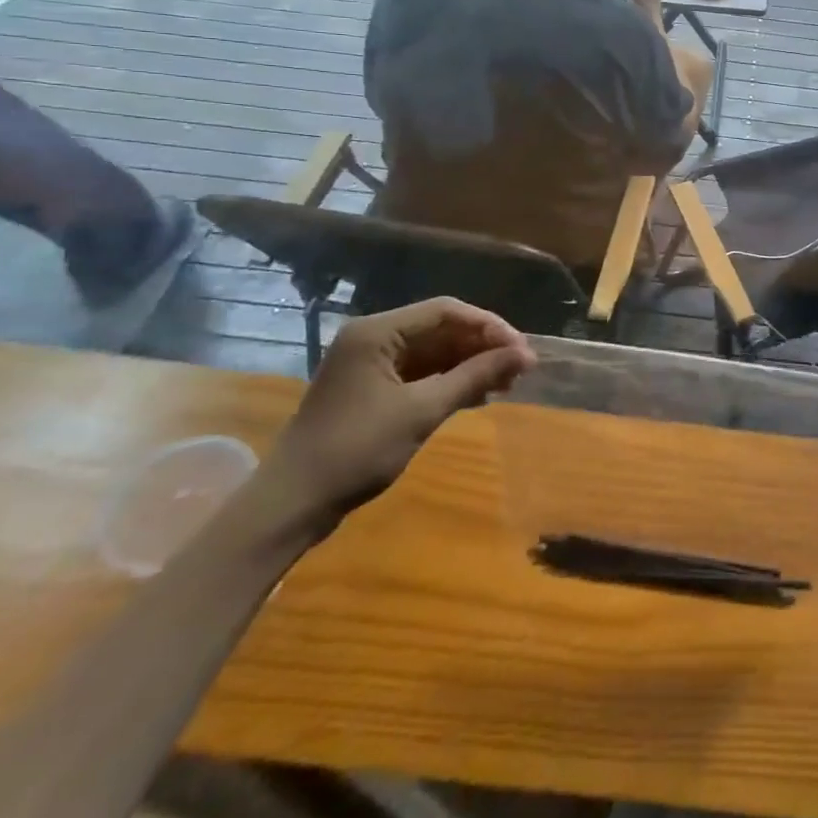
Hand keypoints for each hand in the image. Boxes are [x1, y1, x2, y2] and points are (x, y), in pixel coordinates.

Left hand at [256, 298, 534, 536]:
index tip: (521, 350)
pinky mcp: (371, 387)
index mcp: (377, 331)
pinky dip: (449, 380)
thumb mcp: (422, 411)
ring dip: (470, 364)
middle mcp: (373, 337)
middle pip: (441, 329)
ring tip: (506, 383)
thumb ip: (475, 377)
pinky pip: (420, 372)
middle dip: (482, 346)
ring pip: (433, 351)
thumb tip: (525, 355)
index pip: (446, 311)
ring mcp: (370, 363)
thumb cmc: (356, 451)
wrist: (291, 505)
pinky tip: (478, 395)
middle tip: (519, 369)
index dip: (489, 326)